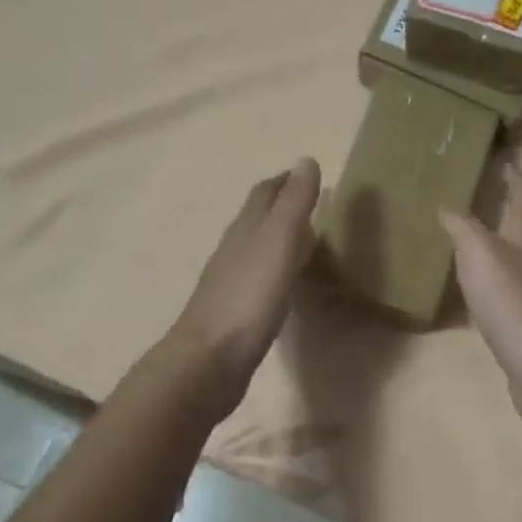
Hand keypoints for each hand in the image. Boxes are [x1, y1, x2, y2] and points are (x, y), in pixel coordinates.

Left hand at [166, 158, 320, 419]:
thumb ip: (293, 205)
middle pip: (257, 218)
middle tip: (312, 204)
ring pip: (256, 248)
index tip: (310, 175)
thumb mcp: (278, 244)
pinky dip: (274, 269)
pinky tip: (284, 283)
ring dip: (277, 238)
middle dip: (281, 205)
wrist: (209, 361)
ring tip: (304, 239)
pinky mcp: (234, 312)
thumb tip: (306, 160)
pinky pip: (258, 279)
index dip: (286, 181)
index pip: (265, 194)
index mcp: (246, 230)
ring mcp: (231, 282)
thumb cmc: (248, 299)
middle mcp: (235, 250)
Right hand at [441, 166, 521, 430]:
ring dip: (510, 244)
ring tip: (483, 238)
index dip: (515, 176)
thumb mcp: (478, 253)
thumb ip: (462, 227)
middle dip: (515, 208)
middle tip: (490, 197)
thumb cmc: (512, 298)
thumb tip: (448, 206)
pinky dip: (504, 278)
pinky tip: (487, 288)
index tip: (504, 163)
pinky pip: (521, 287)